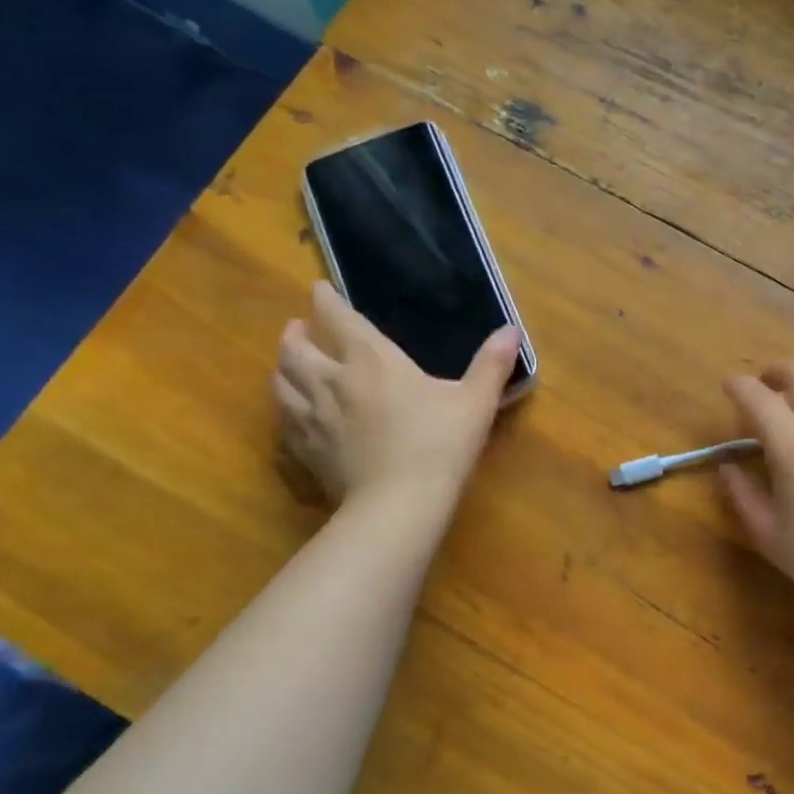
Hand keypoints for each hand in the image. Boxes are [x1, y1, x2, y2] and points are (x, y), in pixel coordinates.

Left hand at [274, 281, 520, 514]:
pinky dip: (285, 409)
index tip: (318, 288)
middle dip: (295, 333)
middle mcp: (333, 381)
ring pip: (281, 382)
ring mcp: (313, 418)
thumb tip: (512, 329)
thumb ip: (492, 364)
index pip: (338, 318)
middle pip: (295, 348)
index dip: (326, 299)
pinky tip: (293, 415)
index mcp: (372, 361)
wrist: (399, 504)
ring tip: (290, 365)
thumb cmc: (440, 445)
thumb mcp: (476, 402)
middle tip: (298, 329)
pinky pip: (283, 422)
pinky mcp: (306, 451)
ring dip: (282, 367)